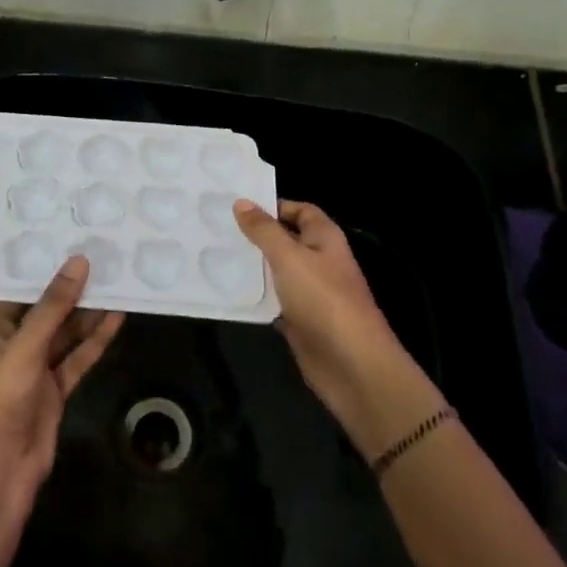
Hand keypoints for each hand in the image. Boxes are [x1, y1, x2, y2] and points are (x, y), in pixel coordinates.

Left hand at [0, 256, 123, 503]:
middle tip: (103, 257)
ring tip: (117, 281)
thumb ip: (53, 307)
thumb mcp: (24, 348)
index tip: (71, 241)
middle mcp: (8, 347)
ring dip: (87, 314)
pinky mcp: (52, 394)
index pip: (16, 291)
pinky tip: (116, 319)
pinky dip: (94, 342)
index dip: (43, 269)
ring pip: (63, 336)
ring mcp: (32, 373)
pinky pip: (75, 360)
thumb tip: (79, 261)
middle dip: (71, 290)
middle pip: (43, 312)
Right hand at [235, 199, 443, 454]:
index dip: (273, 206)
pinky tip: (227, 289)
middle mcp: (319, 261)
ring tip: (213, 253)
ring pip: (276, 271)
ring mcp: (310, 292)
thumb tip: (242, 202)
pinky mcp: (299, 320)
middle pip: (285, 240)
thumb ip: (264, 230)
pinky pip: (273, 300)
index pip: (300, 210)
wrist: (352, 365)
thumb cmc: (323, 300)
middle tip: (216, 227)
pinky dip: (255, 295)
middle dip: (256, 235)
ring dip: (252, 265)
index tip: (237, 206)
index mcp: (325, 239)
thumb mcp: (289, 257)